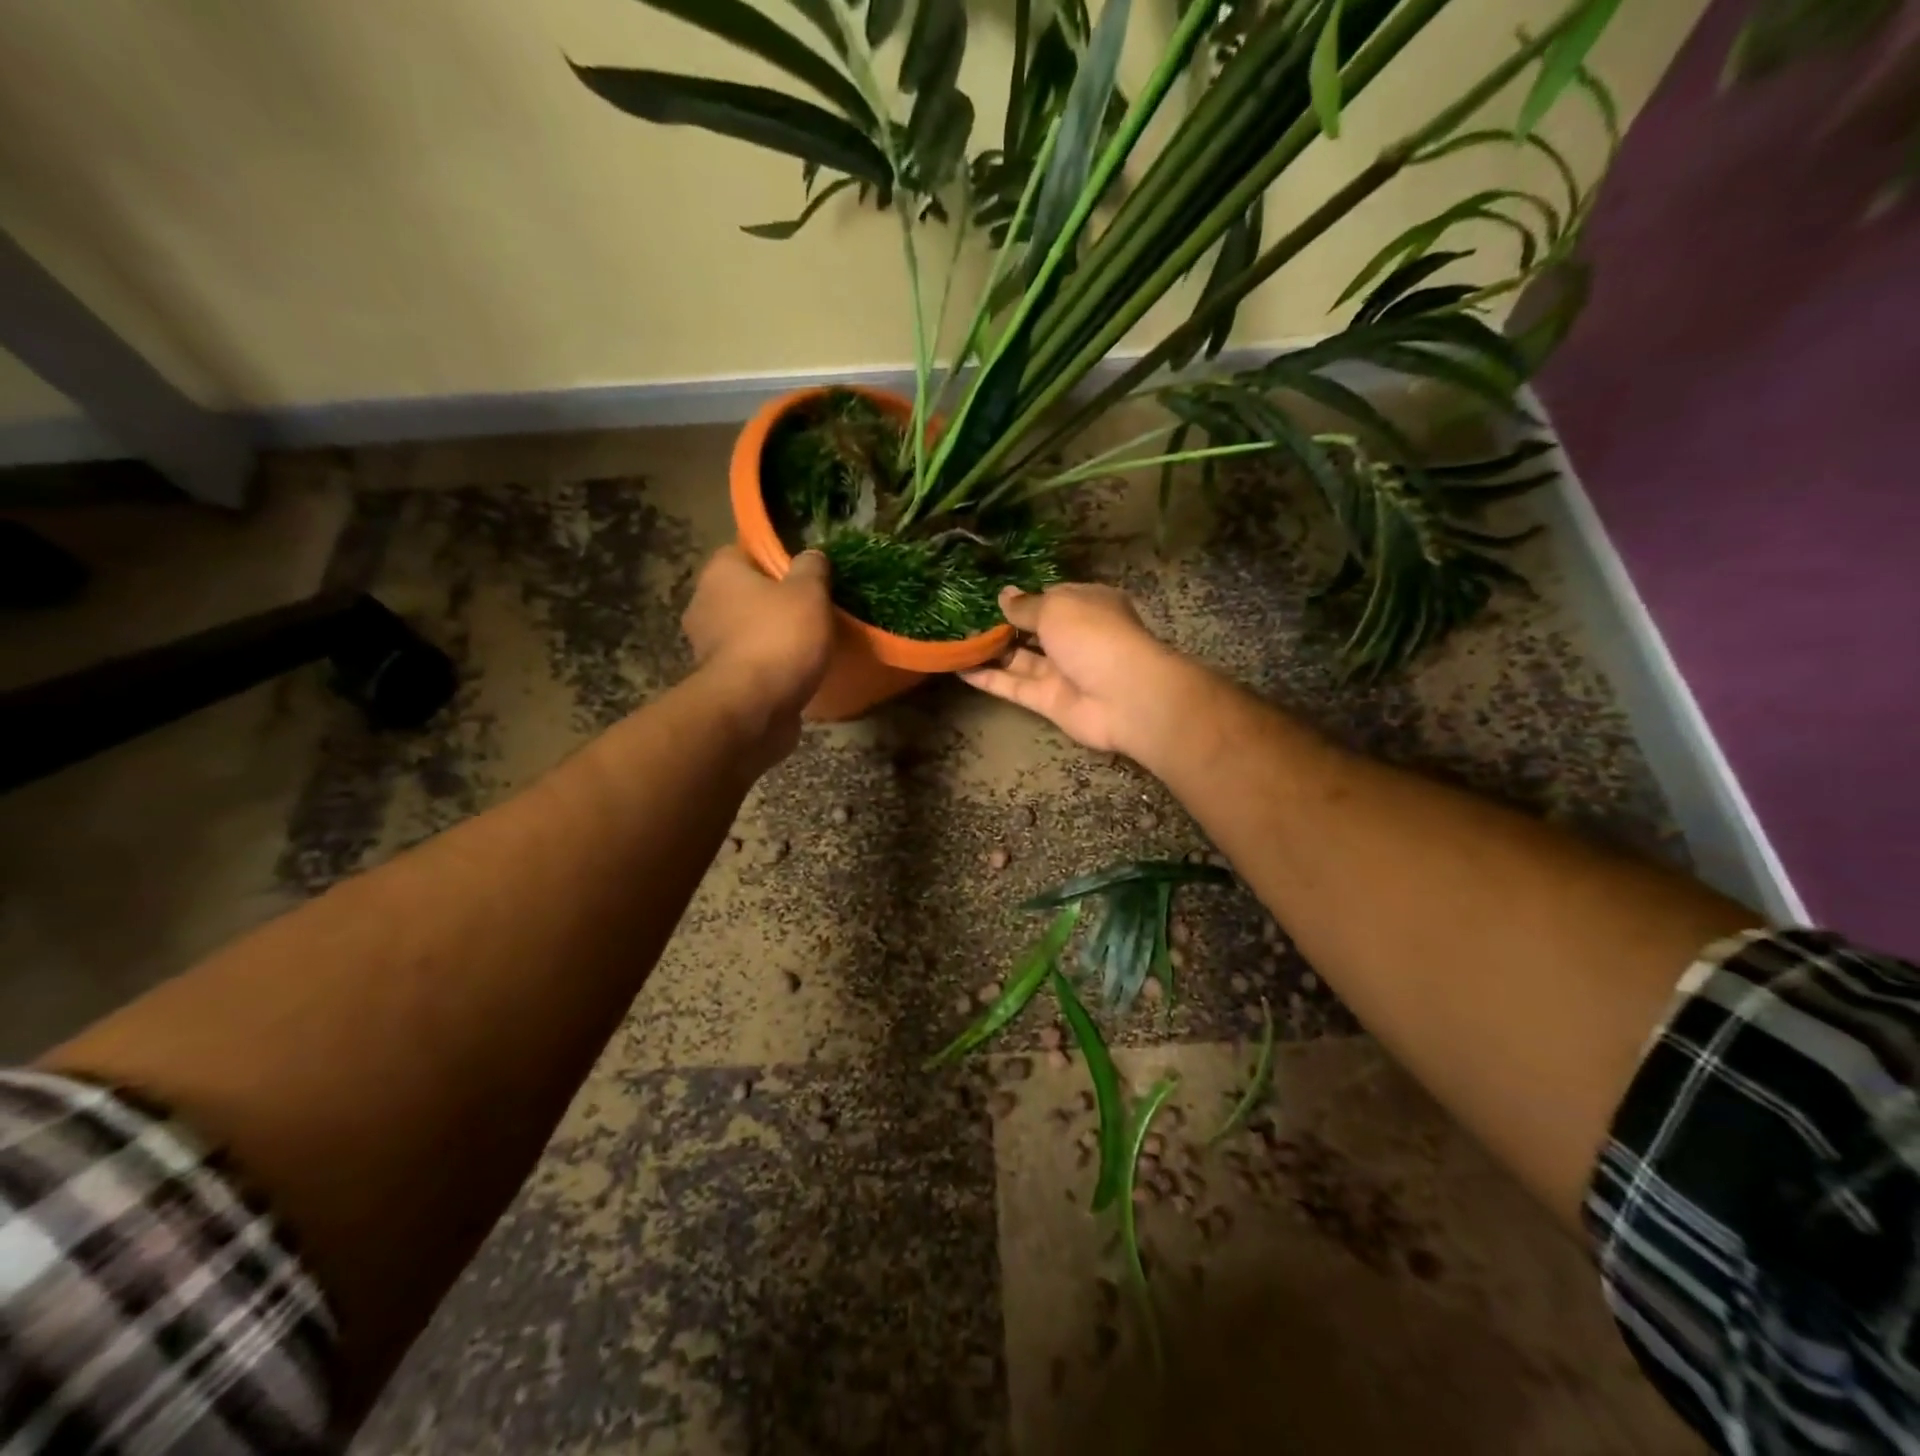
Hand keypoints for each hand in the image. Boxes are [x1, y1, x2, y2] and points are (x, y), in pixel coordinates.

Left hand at [682, 546, 834, 738]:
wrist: (753, 708)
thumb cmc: (779, 638)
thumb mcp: (809, 592)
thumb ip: (812, 568)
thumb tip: (811, 556)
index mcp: (720, 572)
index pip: (744, 551)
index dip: (775, 558)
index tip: (804, 574)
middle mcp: (704, 604)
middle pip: (745, 593)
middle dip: (773, 601)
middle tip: (811, 610)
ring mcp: (707, 646)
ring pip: (746, 630)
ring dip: (770, 636)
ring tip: (808, 644)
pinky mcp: (719, 681)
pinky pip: (749, 664)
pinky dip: (768, 666)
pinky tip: (794, 672)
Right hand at [961, 583, 1188, 756]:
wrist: (1124, 696)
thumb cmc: (1094, 636)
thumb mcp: (1056, 608)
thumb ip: (1026, 605)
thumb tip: (1004, 595)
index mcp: (1087, 605)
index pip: (1051, 598)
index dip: (1022, 597)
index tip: (988, 595)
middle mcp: (1075, 637)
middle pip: (1033, 629)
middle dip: (1002, 624)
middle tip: (962, 616)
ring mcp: (1062, 671)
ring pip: (1020, 658)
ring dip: (990, 650)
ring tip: (954, 638)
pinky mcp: (1048, 700)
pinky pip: (1014, 686)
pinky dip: (988, 678)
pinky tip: (959, 666)